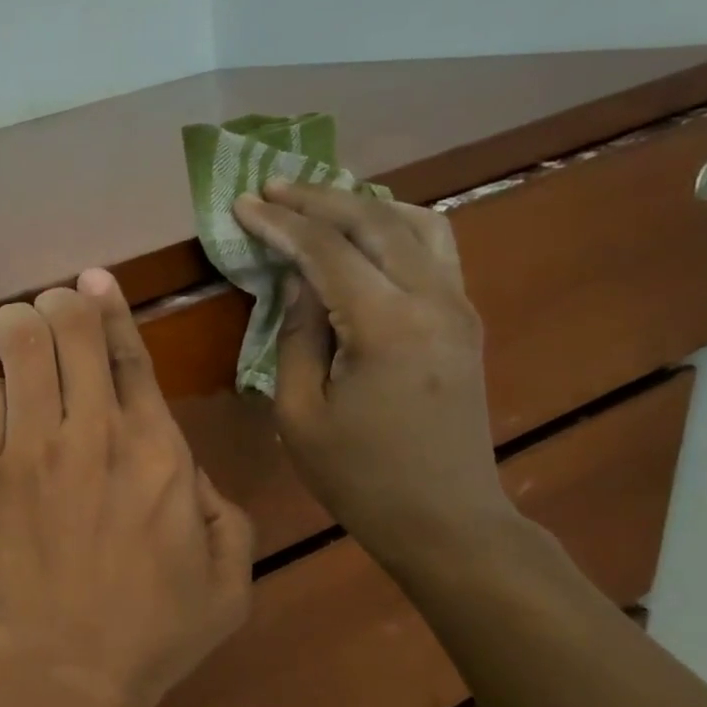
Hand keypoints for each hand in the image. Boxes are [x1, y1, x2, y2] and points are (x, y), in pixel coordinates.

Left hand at [0, 269, 252, 706]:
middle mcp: (93, 434)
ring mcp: (31, 450)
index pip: (129, 357)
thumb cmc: (152, 628)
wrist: (64, 664)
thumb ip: (224, 514)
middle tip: (52, 309)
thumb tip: (191, 474)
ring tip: (19, 331)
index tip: (93, 278)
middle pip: (69, 332)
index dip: (110, 308)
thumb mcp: (228, 578)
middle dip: (59, 307)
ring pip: (19, 350)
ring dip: (19, 330)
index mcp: (157, 450)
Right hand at [232, 183, 515, 566]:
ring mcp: (458, 306)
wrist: (445, 519)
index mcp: (385, 325)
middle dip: (318, 198)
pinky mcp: (464, 320)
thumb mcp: (300, 414)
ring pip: (415, 223)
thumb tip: (297, 282)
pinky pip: (435, 248)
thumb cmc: (360, 477)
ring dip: (362, 204)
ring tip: (318, 200)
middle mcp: (432, 299)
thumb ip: (296, 337)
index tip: (242, 204)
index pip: (325, 251)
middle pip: (374, 220)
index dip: (280, 223)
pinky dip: (396, 225)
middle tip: (272, 187)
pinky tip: (368, 230)